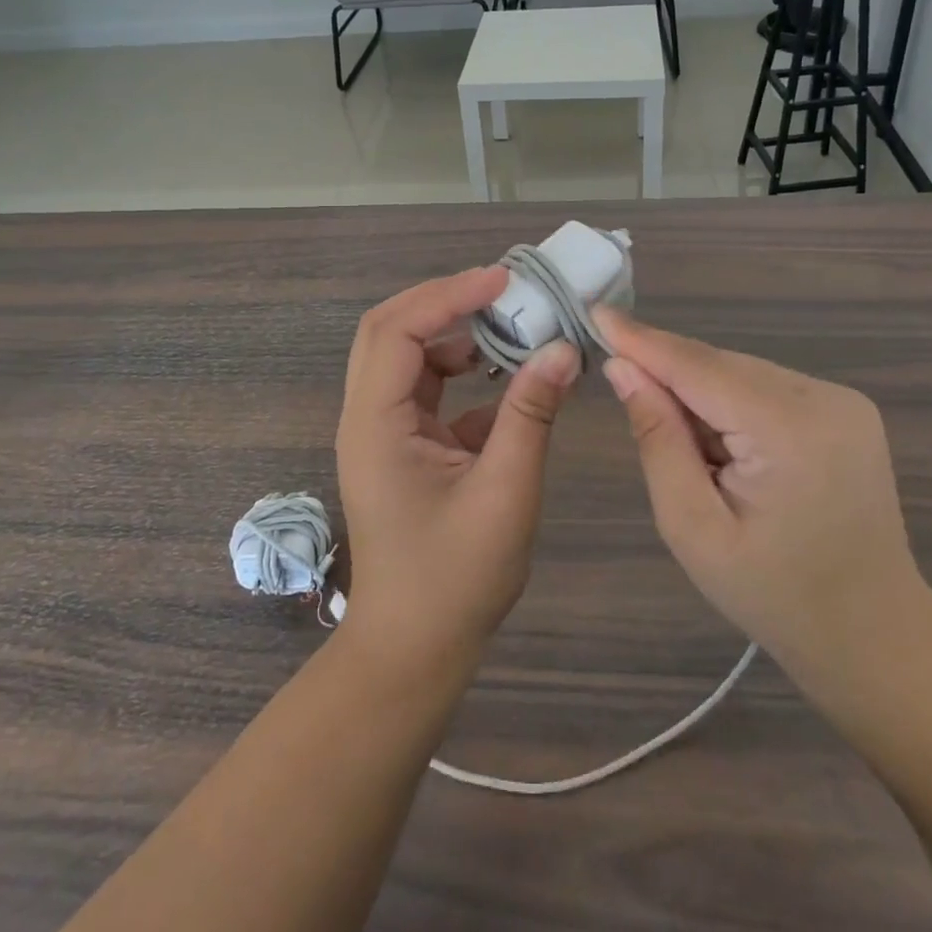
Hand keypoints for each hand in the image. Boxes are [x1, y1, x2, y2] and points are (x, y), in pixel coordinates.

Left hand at [335, 267, 580, 673]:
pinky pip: (427, 391)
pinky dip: (462, 373)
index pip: (400, 330)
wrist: (414, 650)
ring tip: (510, 325)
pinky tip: (506, 381)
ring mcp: (381, 430)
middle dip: (444, 301)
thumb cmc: (455, 579)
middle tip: (501, 290)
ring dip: (455, 334)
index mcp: (376, 423)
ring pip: (408, 356)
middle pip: (390, 330)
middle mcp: (368, 416)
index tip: (503, 281)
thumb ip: (531, 414)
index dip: (449, 295)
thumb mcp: (504, 492)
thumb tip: (563, 349)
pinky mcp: (402, 446)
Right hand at [593, 306, 925, 686]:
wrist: (874, 634)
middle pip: (720, 366)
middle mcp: (823, 398)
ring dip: (700, 393)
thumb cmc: (774, 595)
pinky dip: (730, 402)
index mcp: (789, 431)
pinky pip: (764, 386)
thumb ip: (657, 439)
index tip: (595, 313)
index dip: (642, 340)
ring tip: (691, 451)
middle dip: (668, 373)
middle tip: (624, 392)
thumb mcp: (692, 527)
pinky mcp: (845, 408)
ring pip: (740, 372)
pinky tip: (724, 445)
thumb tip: (622, 368)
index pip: (698, 367)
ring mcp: (842, 399)